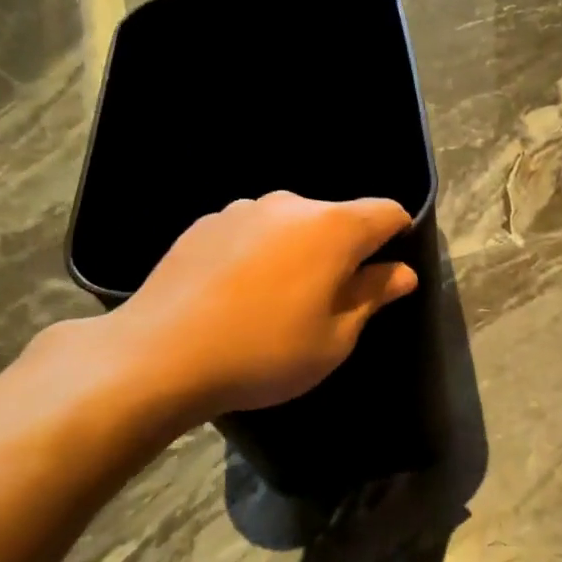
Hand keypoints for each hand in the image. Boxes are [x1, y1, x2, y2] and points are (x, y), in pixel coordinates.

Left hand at [99, 192, 418, 426]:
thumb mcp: (334, 338)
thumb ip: (372, 296)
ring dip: (298, 251)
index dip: (399, 235)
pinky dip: (258, 253)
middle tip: (328, 300)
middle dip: (343, 251)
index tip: (388, 271)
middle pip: (336, 218)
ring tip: (274, 299)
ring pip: (291, 224)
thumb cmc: (264, 352)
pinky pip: (251, 232)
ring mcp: (242, 209)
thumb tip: (402, 272)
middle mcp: (290, 205)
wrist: (158, 356)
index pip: (387, 212)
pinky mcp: (205, 224)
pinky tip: (235, 294)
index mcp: (333, 228)